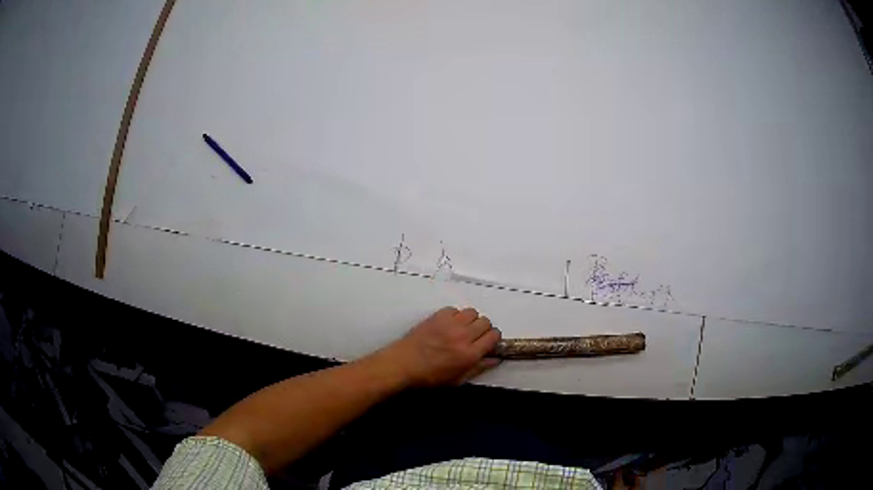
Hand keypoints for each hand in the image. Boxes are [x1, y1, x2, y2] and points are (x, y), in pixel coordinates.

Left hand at [384, 307, 501, 386]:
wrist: (403, 364)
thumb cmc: (430, 377)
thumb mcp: (457, 380)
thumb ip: (479, 368)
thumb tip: (496, 359)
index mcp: (470, 354)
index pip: (494, 336)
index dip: (493, 339)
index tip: (487, 343)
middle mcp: (463, 336)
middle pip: (485, 322)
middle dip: (483, 329)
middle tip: (474, 337)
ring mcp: (450, 324)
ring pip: (472, 312)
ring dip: (470, 320)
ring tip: (461, 329)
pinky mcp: (438, 316)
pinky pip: (454, 309)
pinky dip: (455, 316)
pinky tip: (447, 325)